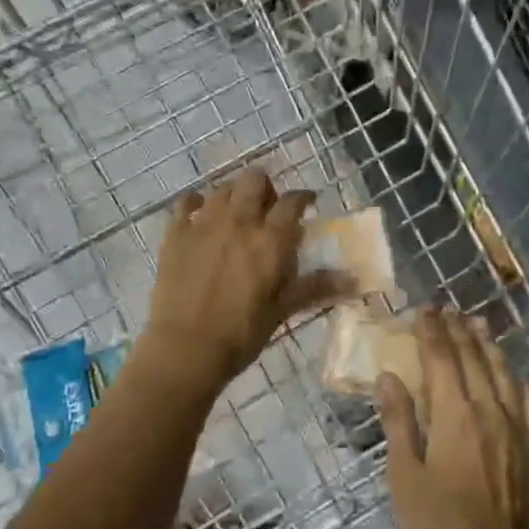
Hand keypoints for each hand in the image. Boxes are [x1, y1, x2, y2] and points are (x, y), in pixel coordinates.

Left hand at [142, 168, 347, 392]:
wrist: (185, 348)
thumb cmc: (241, 333)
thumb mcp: (282, 310)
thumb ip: (315, 287)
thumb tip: (353, 280)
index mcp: (270, 239)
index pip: (292, 201)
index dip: (303, 197)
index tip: (307, 203)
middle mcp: (238, 221)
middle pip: (254, 180)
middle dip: (265, 187)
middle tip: (268, 207)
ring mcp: (203, 224)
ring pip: (222, 188)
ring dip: (234, 194)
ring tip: (237, 212)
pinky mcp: (175, 234)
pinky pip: (185, 203)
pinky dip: (196, 203)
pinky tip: (199, 214)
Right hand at [376, 308, 528, 528]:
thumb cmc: (440, 525)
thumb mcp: (405, 476)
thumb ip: (398, 422)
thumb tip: (388, 377)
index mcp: (455, 414)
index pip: (442, 357)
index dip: (432, 331)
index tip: (425, 310)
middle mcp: (491, 409)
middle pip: (474, 358)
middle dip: (459, 331)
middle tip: (448, 310)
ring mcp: (521, 427)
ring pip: (505, 374)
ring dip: (489, 347)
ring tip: (479, 327)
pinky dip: (522, 382)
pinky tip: (518, 376)